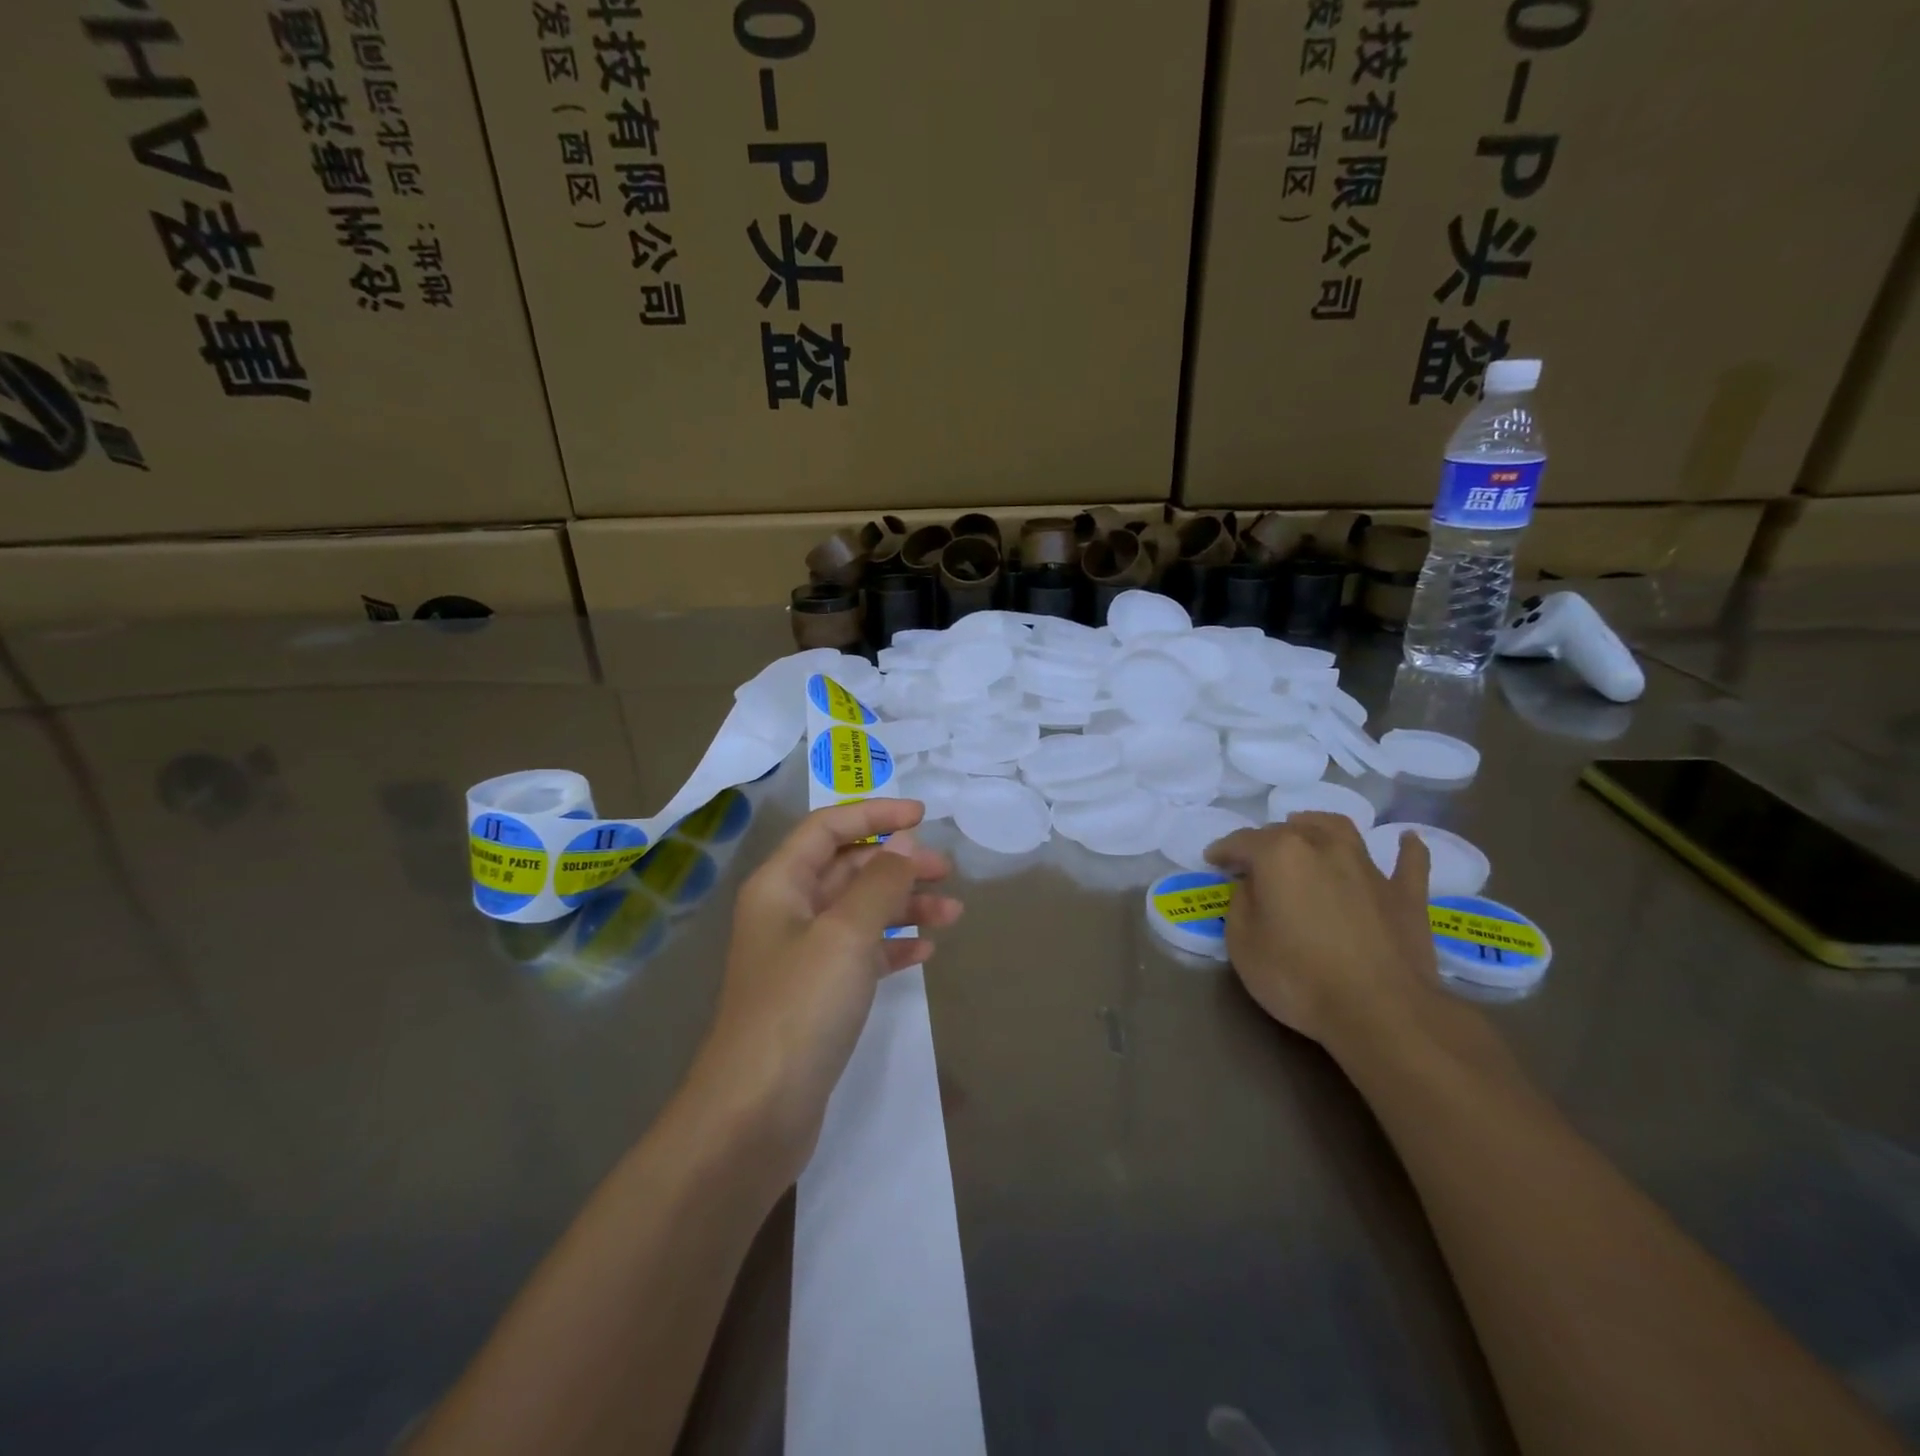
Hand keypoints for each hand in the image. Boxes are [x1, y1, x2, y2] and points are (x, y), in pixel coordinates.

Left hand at [686, 799, 962, 1184]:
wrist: (755, 1114)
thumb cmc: (799, 1008)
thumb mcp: (845, 934)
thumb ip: (880, 881)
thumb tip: (905, 842)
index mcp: (781, 885)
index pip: (829, 828)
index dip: (875, 814)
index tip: (924, 816)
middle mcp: (787, 912)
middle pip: (848, 868)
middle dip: (898, 864)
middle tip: (947, 872)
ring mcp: (801, 956)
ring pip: (859, 912)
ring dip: (903, 906)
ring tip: (953, 914)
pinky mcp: (817, 996)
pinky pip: (861, 954)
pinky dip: (892, 946)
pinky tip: (926, 951)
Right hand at [1205, 813, 1439, 1051]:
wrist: (1381, 1011)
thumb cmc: (1298, 977)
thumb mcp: (1242, 944)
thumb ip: (1241, 904)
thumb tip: (1252, 886)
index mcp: (1279, 854)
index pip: (1241, 842)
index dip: (1223, 850)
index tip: (1212, 860)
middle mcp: (1323, 847)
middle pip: (1288, 830)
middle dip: (1266, 840)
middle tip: (1254, 860)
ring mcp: (1368, 868)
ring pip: (1339, 830)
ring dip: (1318, 826)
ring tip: (1307, 828)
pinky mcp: (1406, 895)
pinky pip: (1409, 862)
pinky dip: (1406, 849)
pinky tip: (1407, 840)